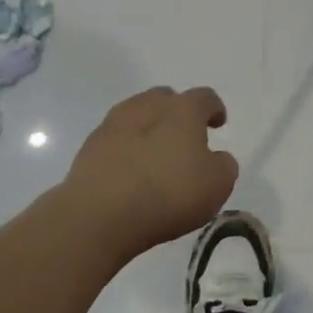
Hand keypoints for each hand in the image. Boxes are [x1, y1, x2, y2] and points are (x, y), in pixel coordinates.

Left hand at [61, 86, 239, 261]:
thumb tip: (215, 158)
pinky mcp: (89, 147)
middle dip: (177, 113)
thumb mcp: (217, 184)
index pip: (204, 97)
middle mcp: (147, 106)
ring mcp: (113, 124)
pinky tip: (130, 172)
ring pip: (137, 115)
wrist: (99, 215)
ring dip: (149, 129)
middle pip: (166, 99)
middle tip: (184, 138)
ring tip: (155, 155)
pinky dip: (126, 149)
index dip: (214, 109)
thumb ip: (223, 165)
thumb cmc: (168, 194)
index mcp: (183, 109)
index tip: (217, 123)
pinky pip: (116, 139)